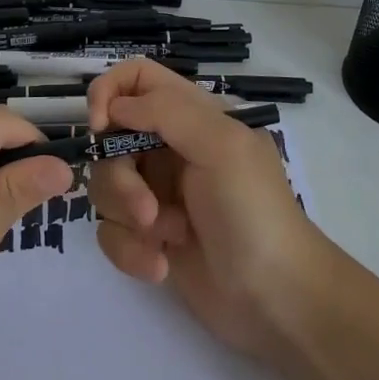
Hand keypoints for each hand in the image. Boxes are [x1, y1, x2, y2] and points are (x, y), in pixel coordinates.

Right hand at [86, 58, 324, 354]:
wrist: (277, 301)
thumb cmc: (255, 212)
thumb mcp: (222, 146)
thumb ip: (167, 111)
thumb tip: (114, 106)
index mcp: (191, 116)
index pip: (136, 78)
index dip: (109, 92)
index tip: (100, 126)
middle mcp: (168, 148)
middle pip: (110, 140)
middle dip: (121, 178)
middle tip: (147, 209)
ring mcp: (157, 193)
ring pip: (105, 186)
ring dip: (128, 217)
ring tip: (166, 239)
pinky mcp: (149, 236)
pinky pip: (110, 231)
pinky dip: (129, 251)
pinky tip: (161, 266)